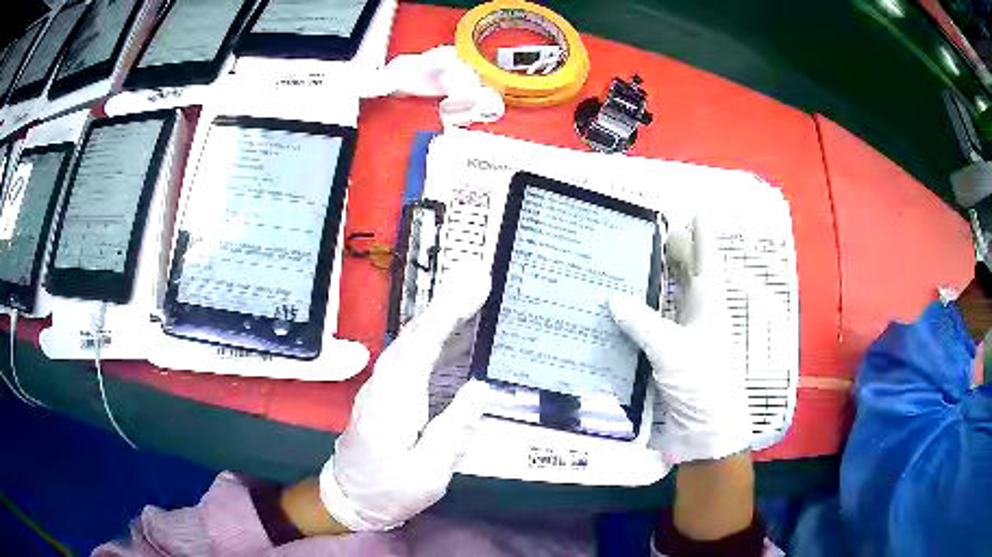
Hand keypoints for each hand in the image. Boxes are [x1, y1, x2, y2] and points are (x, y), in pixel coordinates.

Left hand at [318, 272, 491, 530]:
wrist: (349, 498)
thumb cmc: (389, 490)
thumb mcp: (428, 474)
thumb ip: (453, 431)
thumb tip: (478, 388)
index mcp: (393, 405)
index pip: (420, 349)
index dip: (447, 314)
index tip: (472, 286)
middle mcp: (382, 385)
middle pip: (413, 335)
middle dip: (445, 303)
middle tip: (478, 276)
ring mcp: (379, 386)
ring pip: (408, 340)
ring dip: (437, 313)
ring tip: (467, 291)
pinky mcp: (383, 391)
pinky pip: (407, 353)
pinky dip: (427, 332)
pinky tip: (444, 326)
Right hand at [609, 216, 751, 462]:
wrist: (707, 430)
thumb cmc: (702, 383)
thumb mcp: (672, 349)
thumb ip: (643, 322)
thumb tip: (613, 298)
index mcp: (709, 306)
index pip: (706, 261)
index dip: (701, 235)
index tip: (696, 210)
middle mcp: (701, 317)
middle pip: (691, 276)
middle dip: (679, 253)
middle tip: (659, 232)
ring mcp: (688, 338)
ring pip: (675, 300)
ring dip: (662, 282)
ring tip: (642, 262)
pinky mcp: (674, 359)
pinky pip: (659, 326)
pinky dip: (647, 314)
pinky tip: (631, 310)